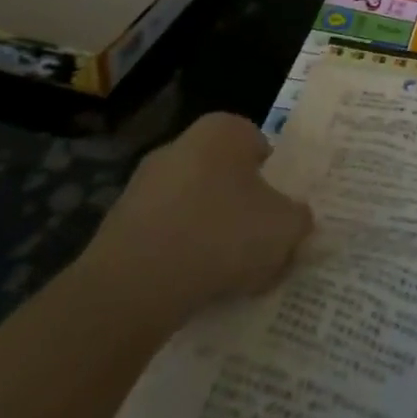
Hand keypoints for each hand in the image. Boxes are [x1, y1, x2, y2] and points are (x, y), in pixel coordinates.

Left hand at [76, 113, 312, 335]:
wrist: (133, 287)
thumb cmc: (222, 235)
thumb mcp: (286, 228)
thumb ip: (300, 219)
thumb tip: (295, 221)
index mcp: (223, 130)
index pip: (260, 147)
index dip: (275, 181)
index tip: (280, 214)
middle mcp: (180, 145)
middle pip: (225, 177)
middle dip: (241, 207)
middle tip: (259, 244)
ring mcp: (143, 185)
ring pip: (193, 208)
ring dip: (209, 234)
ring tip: (227, 276)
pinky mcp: (116, 227)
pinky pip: (164, 238)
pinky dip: (178, 257)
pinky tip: (191, 287)